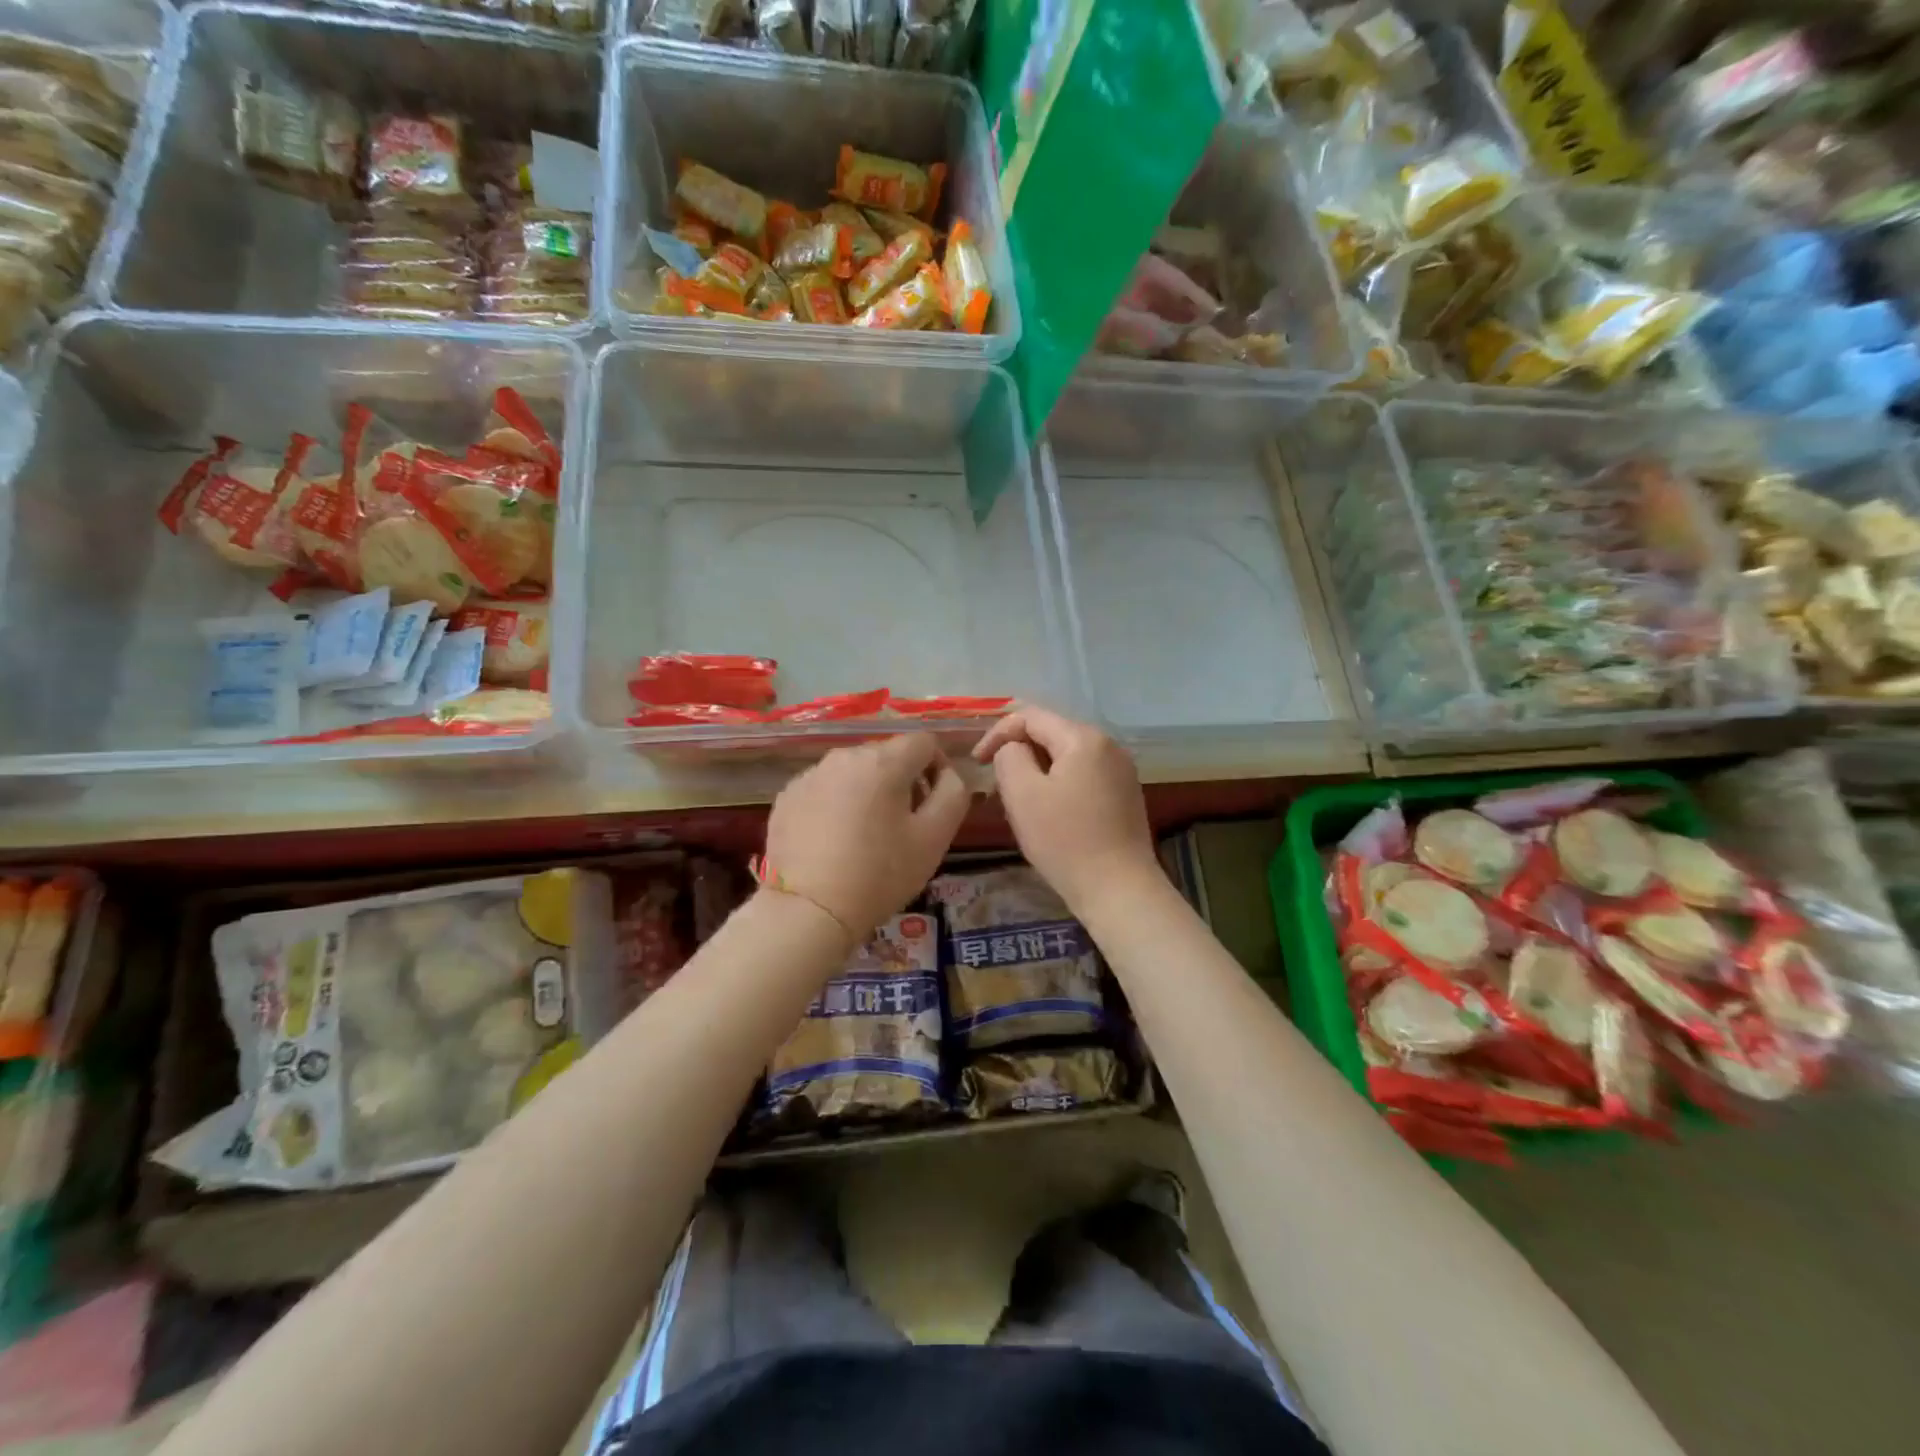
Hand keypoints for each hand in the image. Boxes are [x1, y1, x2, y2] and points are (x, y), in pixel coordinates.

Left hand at [763, 733, 972, 942]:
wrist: (810, 911)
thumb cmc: (881, 874)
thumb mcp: (935, 838)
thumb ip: (953, 794)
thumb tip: (947, 774)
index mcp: (884, 761)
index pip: (924, 742)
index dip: (938, 768)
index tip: (932, 806)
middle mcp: (844, 756)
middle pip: (887, 755)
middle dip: (902, 782)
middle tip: (902, 827)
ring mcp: (810, 775)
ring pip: (854, 772)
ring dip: (868, 792)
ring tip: (866, 837)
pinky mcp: (787, 796)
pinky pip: (825, 789)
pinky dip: (836, 805)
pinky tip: (834, 842)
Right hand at [973, 706, 1158, 914]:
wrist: (1119, 890)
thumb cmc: (1065, 841)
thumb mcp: (1022, 794)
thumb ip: (1009, 757)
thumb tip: (1013, 749)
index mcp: (1083, 738)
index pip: (1030, 716)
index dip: (997, 733)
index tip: (978, 762)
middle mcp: (1108, 746)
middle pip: (1052, 733)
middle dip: (1019, 751)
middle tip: (997, 782)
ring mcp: (1121, 771)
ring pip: (1067, 756)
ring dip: (1038, 769)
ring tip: (1020, 799)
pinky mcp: (1125, 795)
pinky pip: (1083, 775)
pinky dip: (1060, 784)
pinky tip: (1050, 813)